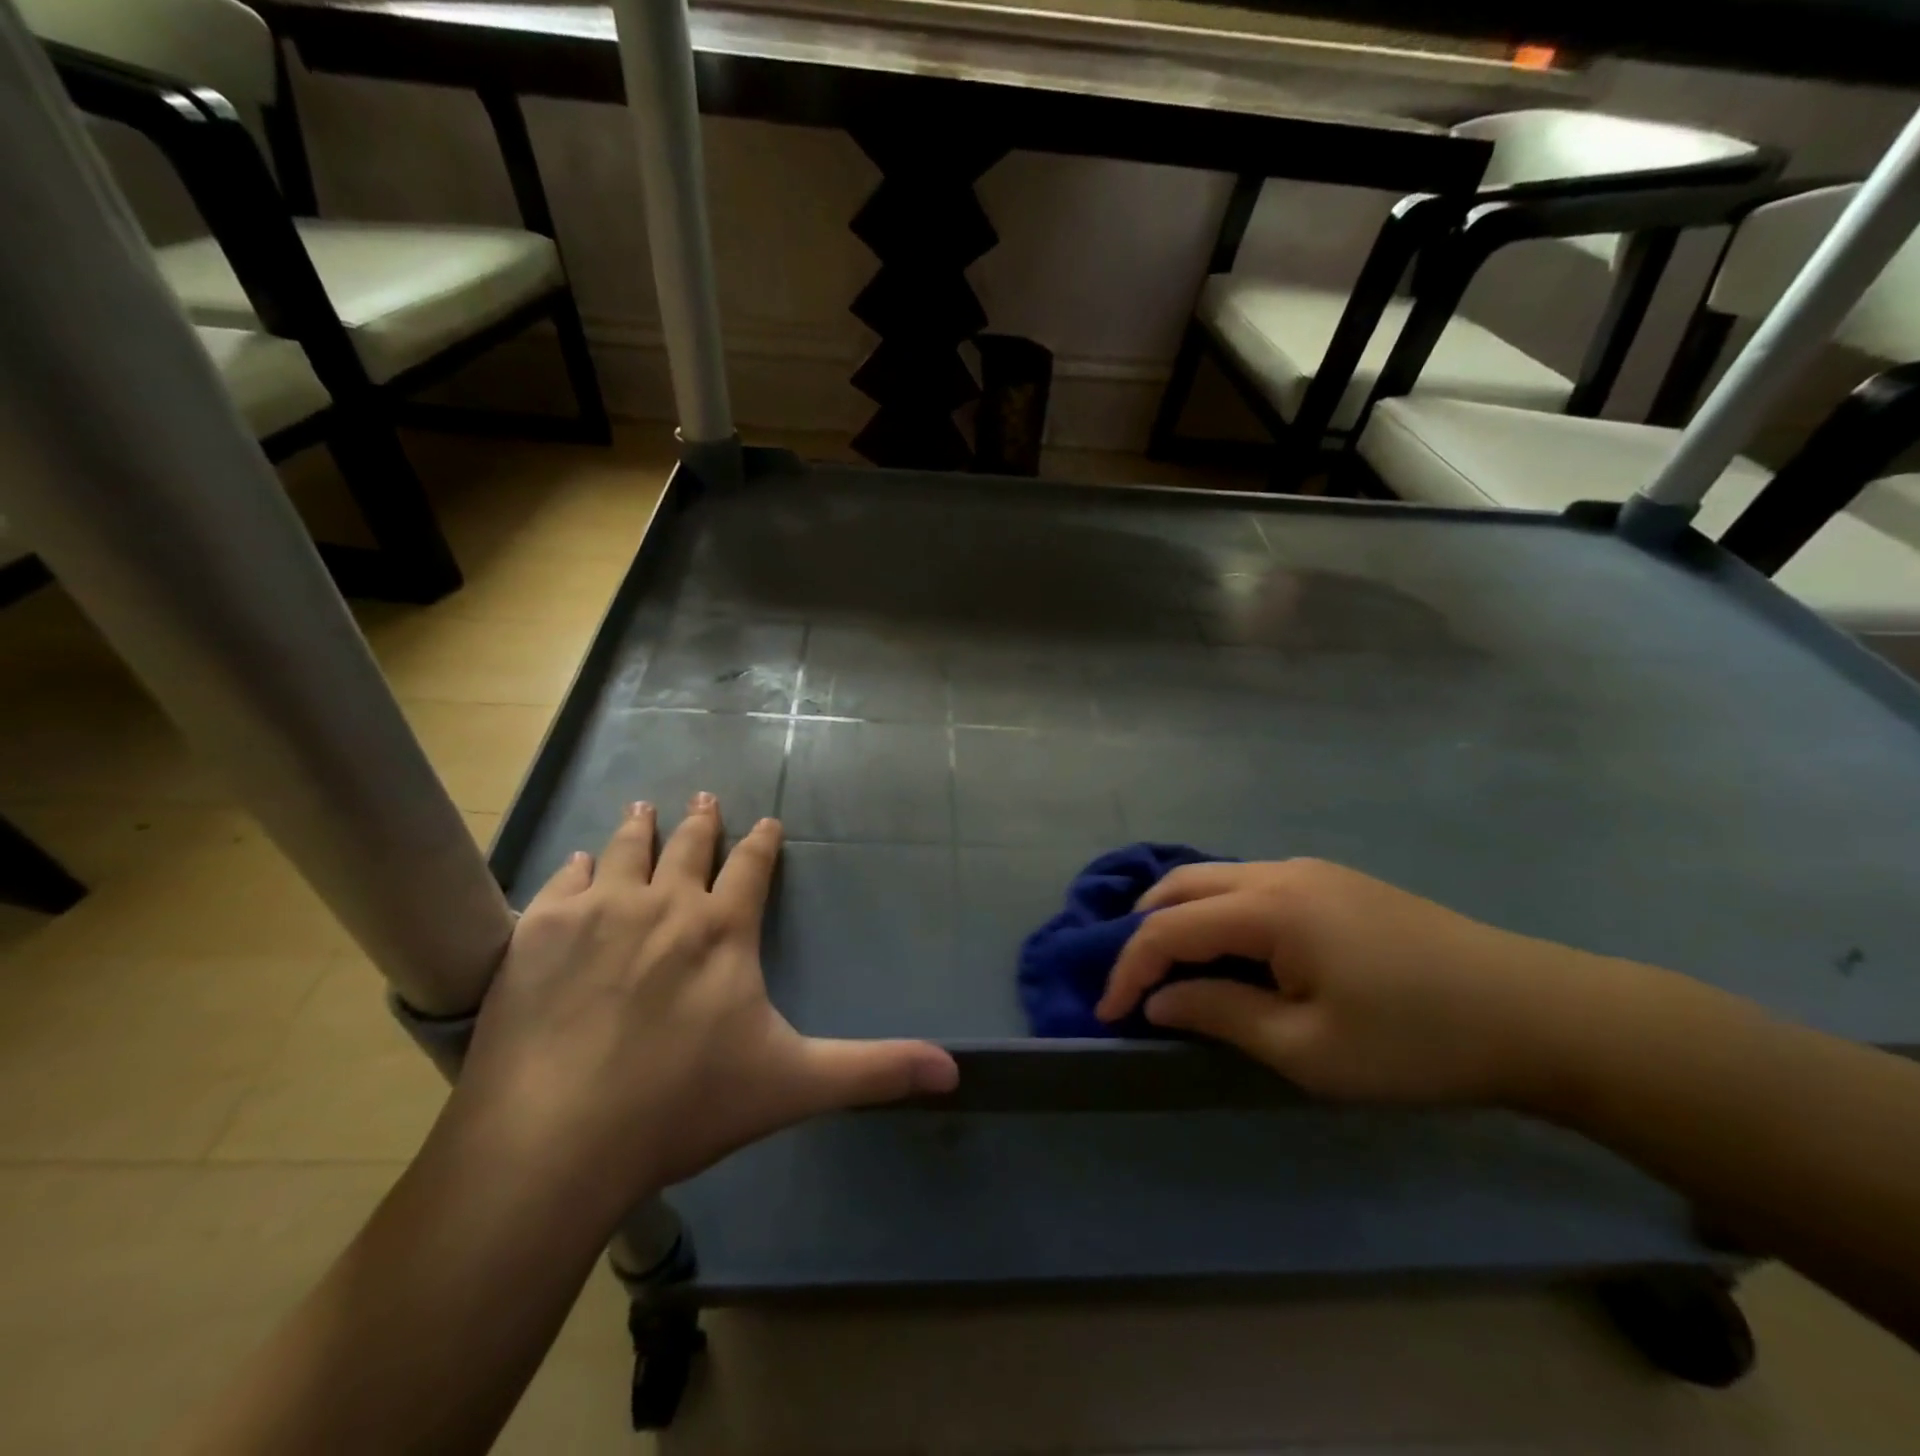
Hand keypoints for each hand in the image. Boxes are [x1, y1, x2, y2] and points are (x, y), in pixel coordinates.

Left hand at [454, 794, 957, 1205]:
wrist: (555, 1141)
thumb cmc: (683, 1106)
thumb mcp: (794, 1085)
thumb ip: (874, 1070)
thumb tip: (954, 1069)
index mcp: (722, 930)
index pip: (752, 867)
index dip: (763, 842)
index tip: (766, 822)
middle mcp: (663, 904)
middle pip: (688, 846)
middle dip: (701, 820)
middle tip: (703, 798)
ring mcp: (597, 912)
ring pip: (625, 849)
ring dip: (639, 826)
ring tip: (643, 807)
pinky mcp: (538, 932)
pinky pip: (564, 880)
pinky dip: (577, 867)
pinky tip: (578, 862)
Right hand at [1096, 858, 1619, 1108]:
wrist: (1536, 1013)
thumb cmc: (1414, 1041)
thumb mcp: (1307, 1049)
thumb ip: (1220, 1015)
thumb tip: (1160, 999)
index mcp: (1268, 907)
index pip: (1168, 928)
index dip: (1129, 970)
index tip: (1110, 1014)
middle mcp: (1278, 872)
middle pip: (1182, 885)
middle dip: (1144, 930)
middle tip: (1133, 982)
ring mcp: (1310, 871)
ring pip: (1216, 879)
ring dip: (1181, 916)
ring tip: (1174, 968)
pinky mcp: (1335, 882)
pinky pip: (1250, 885)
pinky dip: (1218, 912)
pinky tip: (1233, 951)